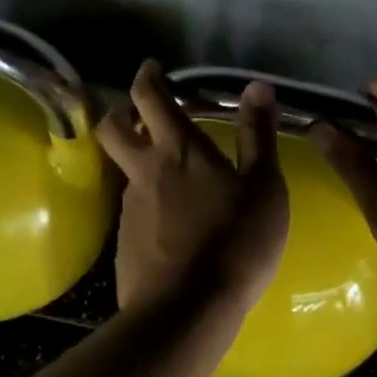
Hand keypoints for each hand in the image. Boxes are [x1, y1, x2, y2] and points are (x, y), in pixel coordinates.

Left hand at [96, 60, 288, 317]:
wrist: (188, 309)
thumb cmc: (236, 240)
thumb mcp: (264, 186)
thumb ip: (258, 134)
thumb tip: (257, 86)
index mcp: (178, 150)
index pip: (149, 97)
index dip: (147, 76)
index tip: (152, 67)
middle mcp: (145, 171)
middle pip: (112, 128)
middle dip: (120, 111)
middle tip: (141, 112)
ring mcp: (130, 208)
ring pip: (124, 171)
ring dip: (138, 161)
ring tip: (172, 176)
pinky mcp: (125, 242)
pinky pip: (134, 209)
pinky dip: (149, 202)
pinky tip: (173, 223)